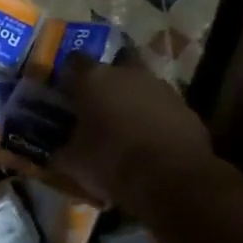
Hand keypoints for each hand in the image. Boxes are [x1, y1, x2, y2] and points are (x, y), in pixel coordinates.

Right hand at [49, 54, 216, 208]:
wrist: (173, 180)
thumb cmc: (112, 163)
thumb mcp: (72, 163)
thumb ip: (61, 150)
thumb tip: (56, 151)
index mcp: (93, 79)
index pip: (73, 62)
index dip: (68, 77)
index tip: (65, 94)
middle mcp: (127, 73)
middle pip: (113, 66)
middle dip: (106, 82)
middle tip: (98, 106)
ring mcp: (161, 87)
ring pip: (140, 86)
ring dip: (132, 100)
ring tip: (124, 129)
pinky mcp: (186, 108)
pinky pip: (162, 108)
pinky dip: (154, 119)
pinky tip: (149, 143)